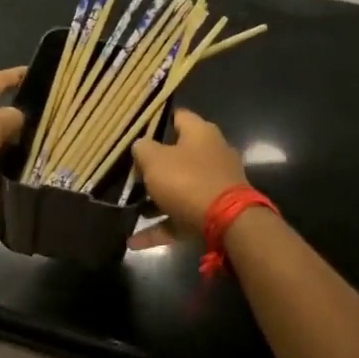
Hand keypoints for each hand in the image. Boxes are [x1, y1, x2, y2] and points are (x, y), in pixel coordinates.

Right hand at [129, 109, 248, 249]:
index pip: (178, 116)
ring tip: (129, 207)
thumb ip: (142, 149)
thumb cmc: (187, 181)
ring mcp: (217, 184)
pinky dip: (161, 226)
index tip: (138, 131)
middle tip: (131, 173)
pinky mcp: (216, 212)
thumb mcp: (154, 160)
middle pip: (179, 154)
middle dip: (155, 165)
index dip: (158, 121)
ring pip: (180, 187)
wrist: (228, 223)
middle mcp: (213, 153)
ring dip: (156, 199)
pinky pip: (182, 216)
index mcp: (201, 132)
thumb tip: (141, 146)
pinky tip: (134, 241)